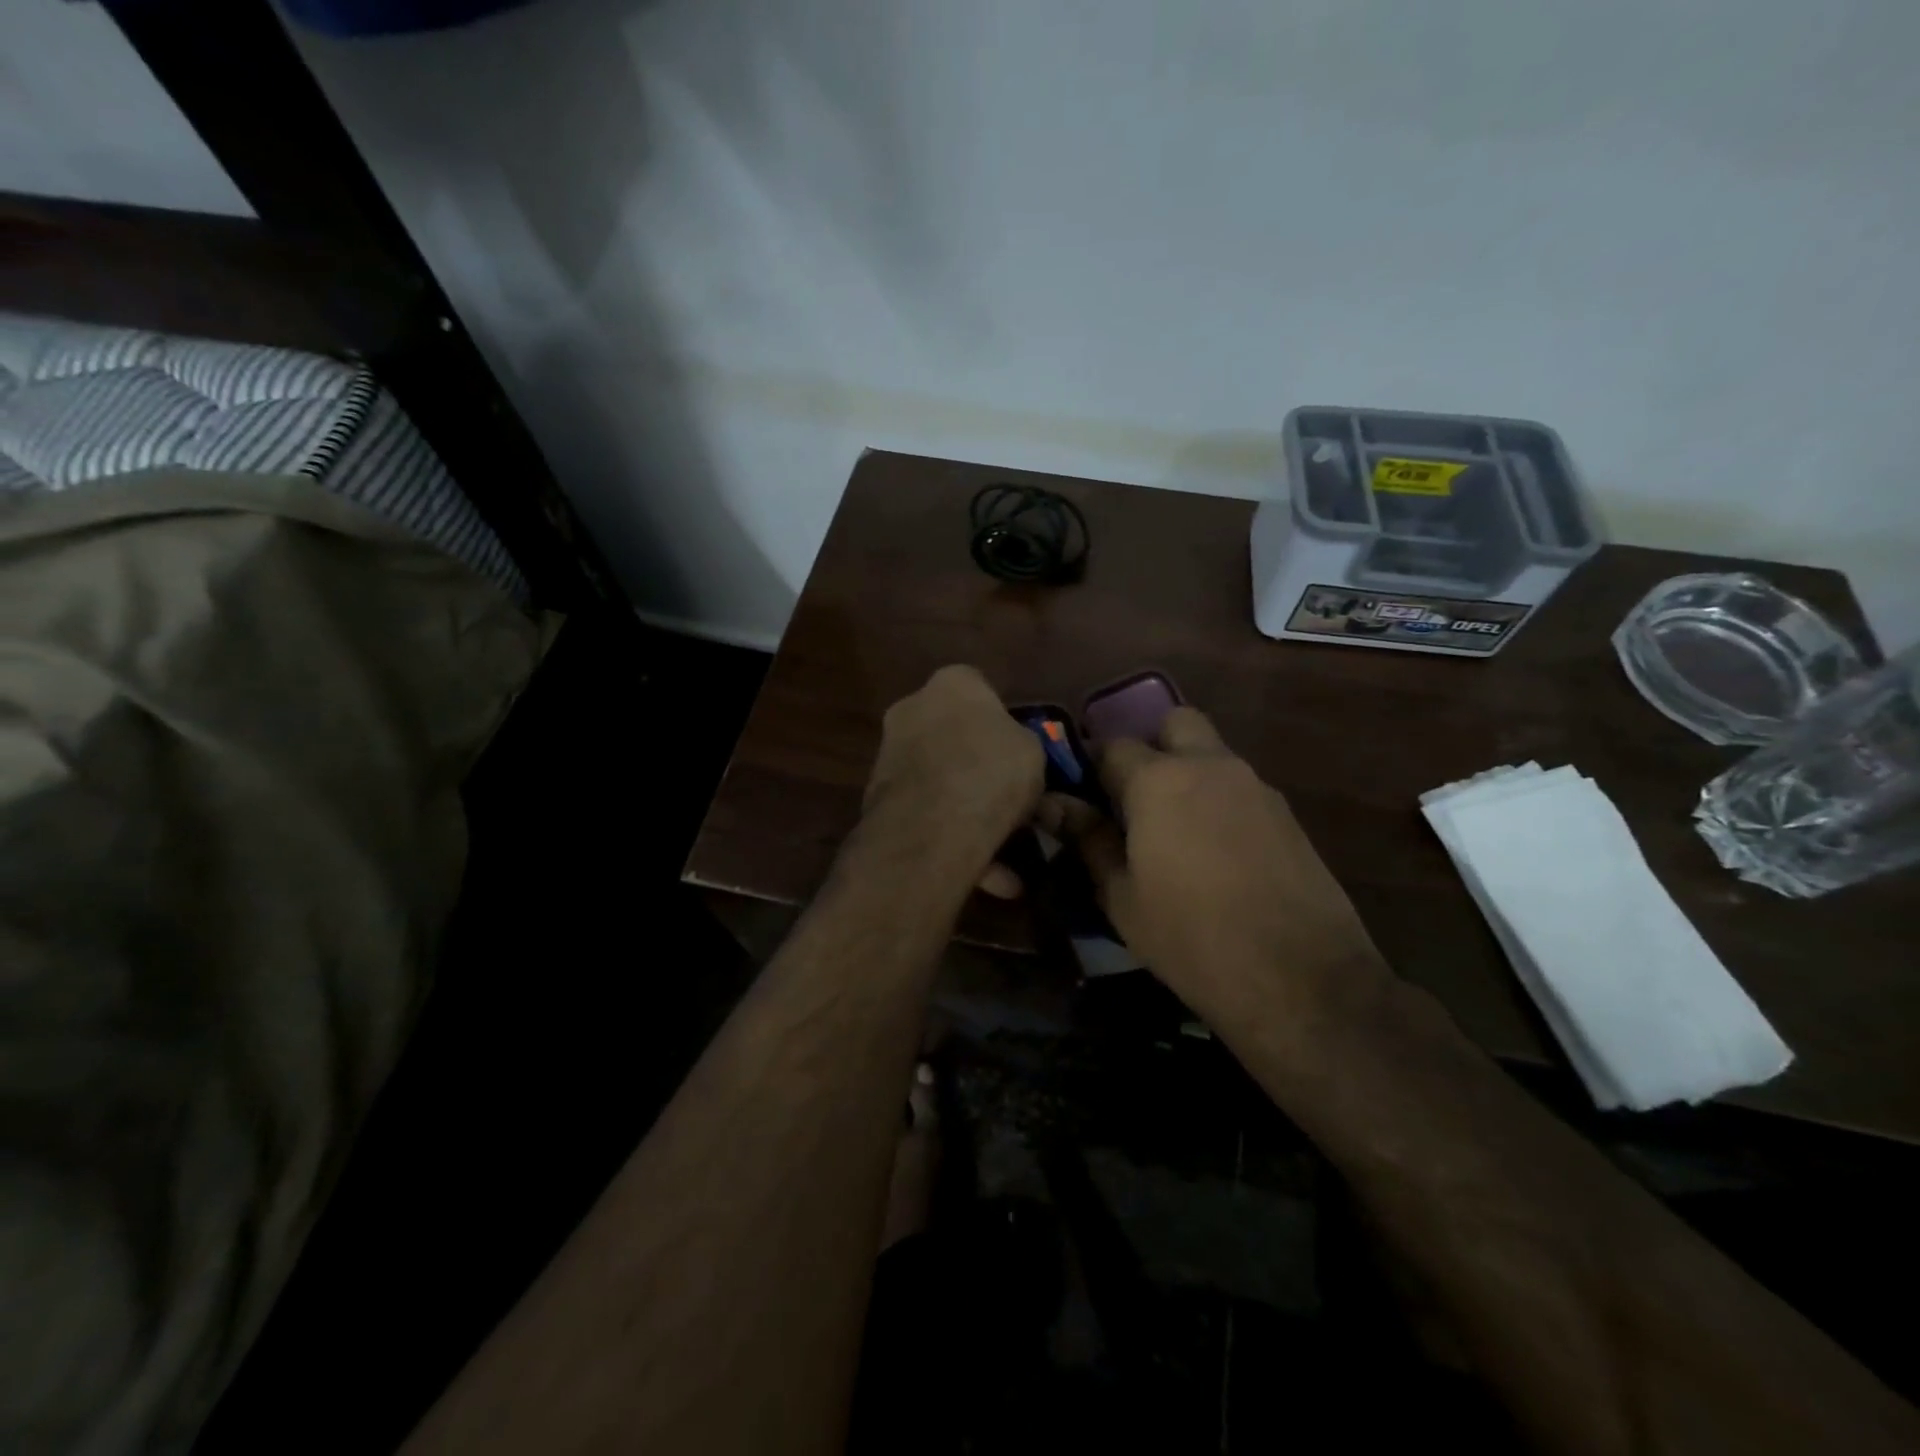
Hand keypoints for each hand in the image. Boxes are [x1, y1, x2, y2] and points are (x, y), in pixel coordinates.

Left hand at [863, 665, 1043, 872]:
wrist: (932, 827)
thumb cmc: (991, 771)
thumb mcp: (1032, 752)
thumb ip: (1020, 746)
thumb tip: (1014, 756)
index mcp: (951, 684)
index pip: (979, 687)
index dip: (1002, 720)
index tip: (1018, 752)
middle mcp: (911, 709)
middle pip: (953, 736)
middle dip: (981, 768)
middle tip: (1013, 800)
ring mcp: (889, 755)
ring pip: (940, 782)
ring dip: (970, 810)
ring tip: (1011, 851)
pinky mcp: (878, 800)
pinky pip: (928, 815)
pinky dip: (956, 840)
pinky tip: (994, 878)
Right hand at [1047, 708, 1380, 1018]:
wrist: (1300, 979)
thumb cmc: (1191, 938)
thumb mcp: (1122, 896)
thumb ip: (1089, 840)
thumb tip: (1054, 805)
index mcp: (1159, 780)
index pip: (1113, 746)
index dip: (1094, 767)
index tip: (1086, 796)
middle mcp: (1210, 766)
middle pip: (1175, 723)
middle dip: (1152, 746)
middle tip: (1135, 797)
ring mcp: (1256, 787)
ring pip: (1212, 755)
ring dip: (1188, 774)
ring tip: (1175, 834)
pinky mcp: (1288, 814)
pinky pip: (1240, 788)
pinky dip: (1219, 802)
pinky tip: (1217, 855)